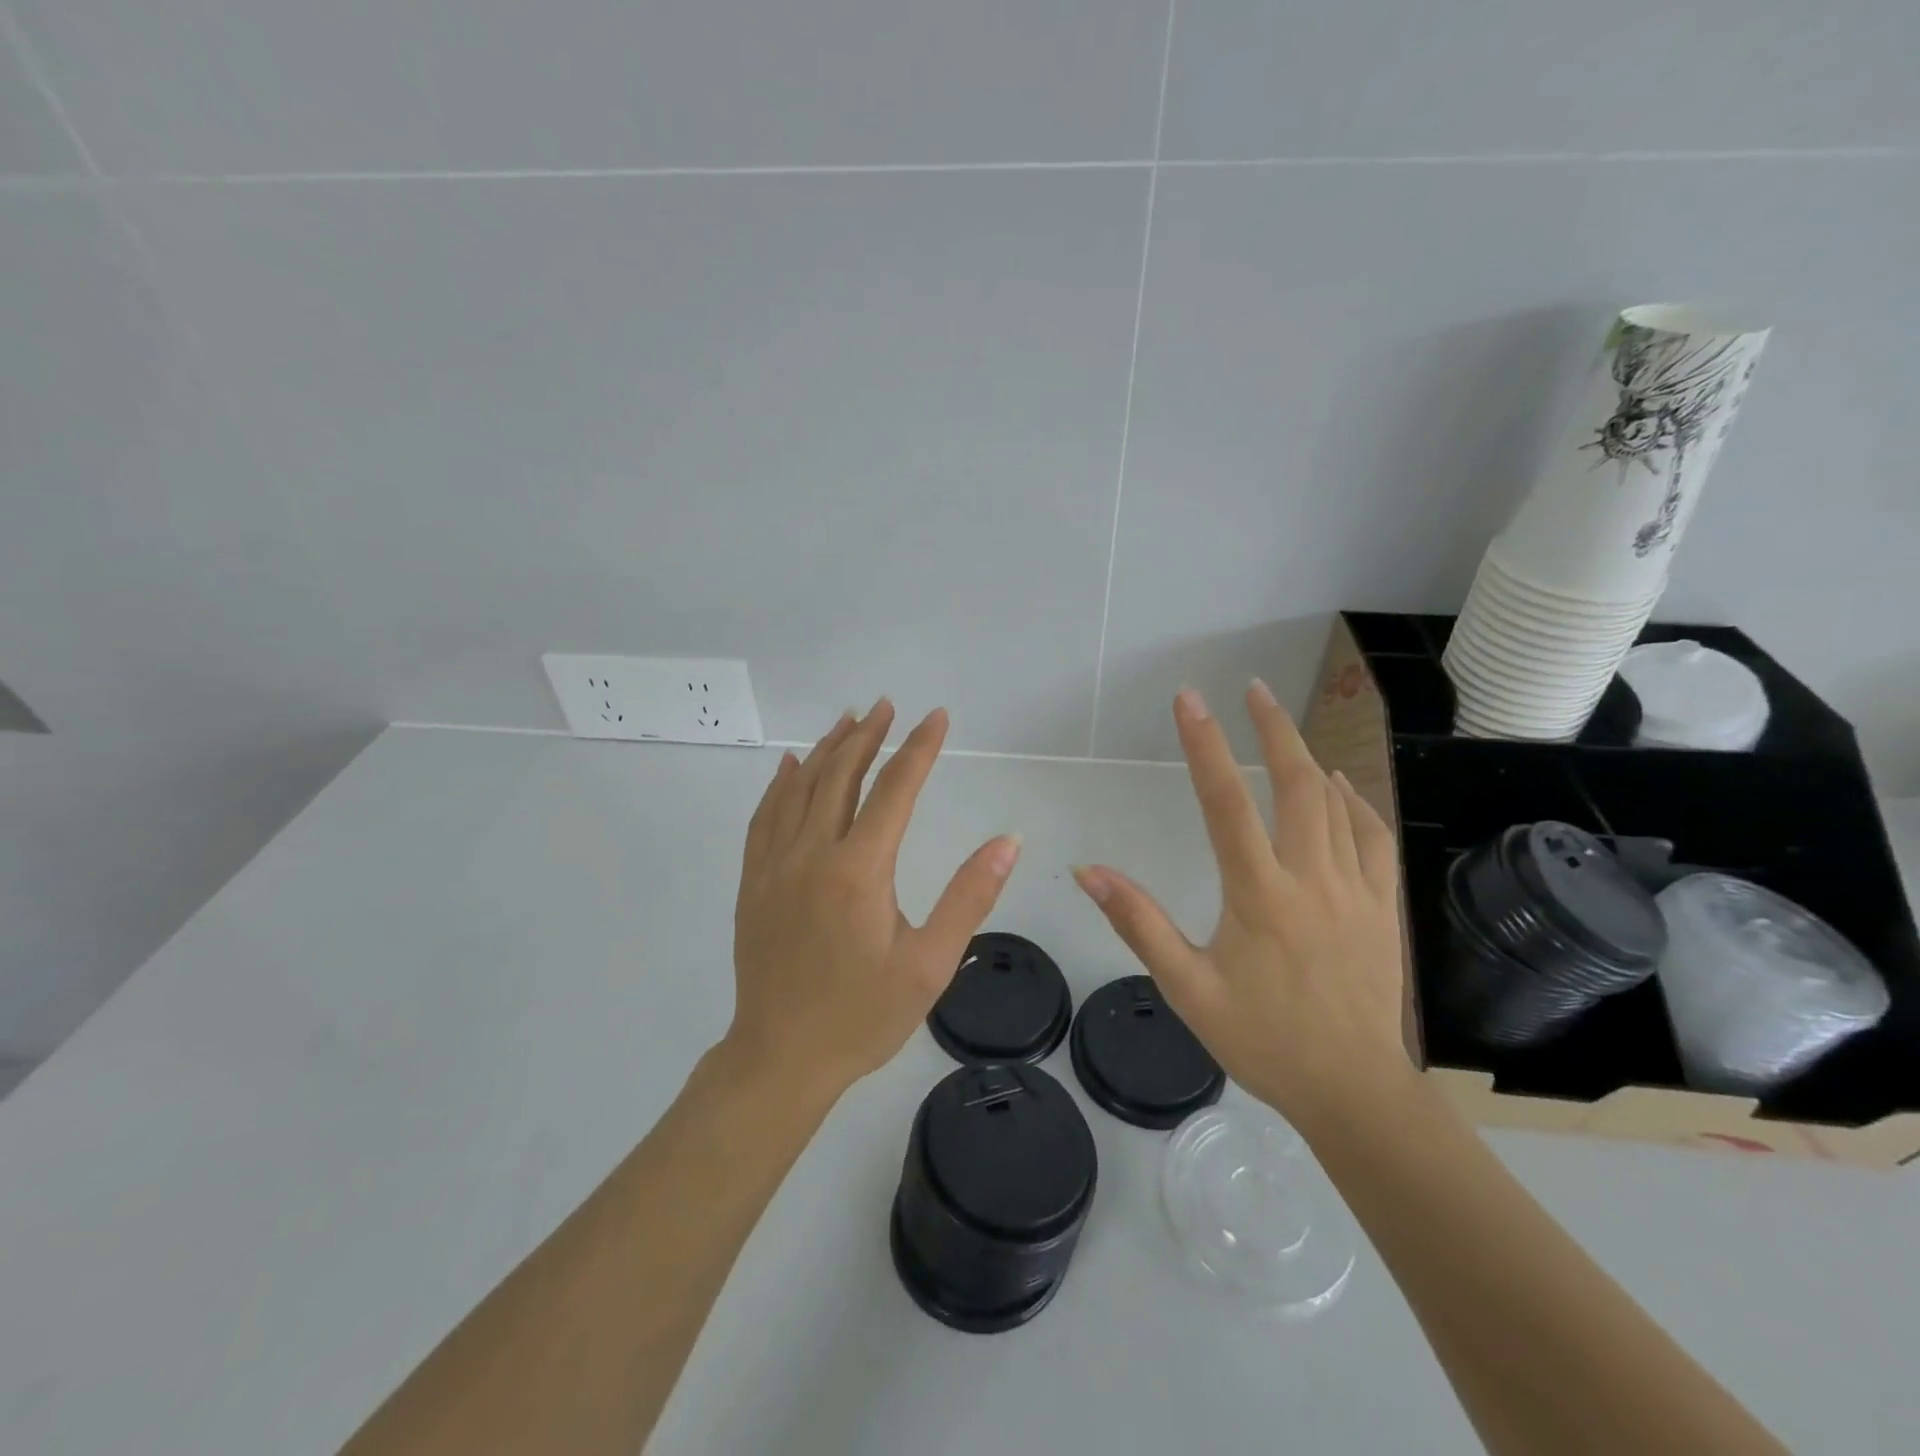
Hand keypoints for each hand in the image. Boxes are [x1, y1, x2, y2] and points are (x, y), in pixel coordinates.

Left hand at [727, 698, 1021, 1100]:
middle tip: (888, 706)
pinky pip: (765, 817)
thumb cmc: (863, 1016)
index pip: (894, 790)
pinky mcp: (753, 882)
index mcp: (859, 870)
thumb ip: (970, 896)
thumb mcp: (931, 964)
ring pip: (800, 788)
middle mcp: (812, 854)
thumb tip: (1008, 841)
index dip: (918, 748)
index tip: (936, 717)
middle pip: (841, 776)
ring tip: (849, 720)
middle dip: (869, 736)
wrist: (780, 1058)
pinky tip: (790, 766)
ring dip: (826, 749)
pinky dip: (781, 784)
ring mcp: (775, 866)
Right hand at [1073, 682, 1410, 1131]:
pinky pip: (1372, 838)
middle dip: (1273, 729)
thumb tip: (1088, 871)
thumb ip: (1138, 923)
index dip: (1205, 745)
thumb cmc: (1262, 1039)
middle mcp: (1310, 878)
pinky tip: (1341, 788)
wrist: (1353, 1090)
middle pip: (1296, 784)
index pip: (1226, 802)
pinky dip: (1355, 803)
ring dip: (1308, 758)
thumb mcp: (1187, 988)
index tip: (1190, 700)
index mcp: (1259, 894)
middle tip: (1252, 689)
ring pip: (1335, 804)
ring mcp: (1355, 889)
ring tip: (1284, 727)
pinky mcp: (1383, 907)